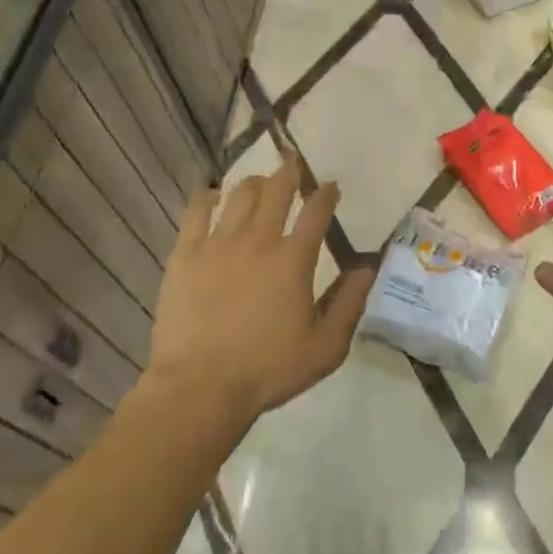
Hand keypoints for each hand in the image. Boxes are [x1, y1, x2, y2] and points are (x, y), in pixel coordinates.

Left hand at [147, 152, 373, 423]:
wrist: (200, 387)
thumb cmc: (268, 369)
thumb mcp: (325, 347)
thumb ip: (349, 304)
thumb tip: (367, 269)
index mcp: (293, 259)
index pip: (316, 211)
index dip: (326, 194)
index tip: (331, 187)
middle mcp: (258, 240)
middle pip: (276, 189)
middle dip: (290, 173)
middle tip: (294, 167)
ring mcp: (218, 243)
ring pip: (239, 194)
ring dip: (254, 183)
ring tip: (259, 183)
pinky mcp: (185, 254)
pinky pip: (196, 212)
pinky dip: (207, 197)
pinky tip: (211, 196)